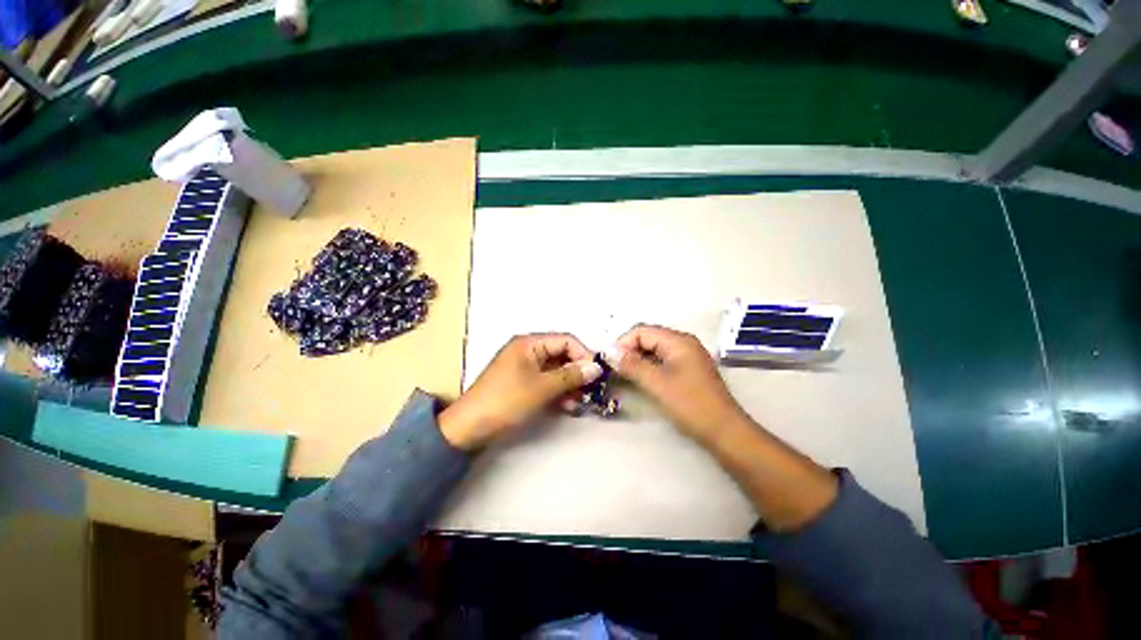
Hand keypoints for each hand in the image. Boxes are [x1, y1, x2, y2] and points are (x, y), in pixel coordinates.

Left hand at [439, 333, 602, 449]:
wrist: (470, 427)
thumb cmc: (507, 400)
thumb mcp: (542, 387)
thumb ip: (571, 376)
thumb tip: (596, 367)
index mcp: (530, 343)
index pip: (566, 340)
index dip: (583, 354)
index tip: (597, 374)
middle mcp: (529, 351)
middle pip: (562, 355)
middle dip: (578, 372)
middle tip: (592, 391)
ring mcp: (526, 367)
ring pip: (557, 370)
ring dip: (570, 384)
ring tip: (580, 402)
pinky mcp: (524, 383)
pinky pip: (547, 382)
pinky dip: (559, 392)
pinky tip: (568, 406)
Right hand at [604, 324, 747, 444]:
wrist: (724, 432)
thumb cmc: (691, 404)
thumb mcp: (657, 383)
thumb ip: (632, 365)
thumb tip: (609, 351)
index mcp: (678, 340)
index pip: (642, 331)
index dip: (623, 343)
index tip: (610, 362)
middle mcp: (683, 343)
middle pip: (648, 338)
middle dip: (629, 350)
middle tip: (615, 369)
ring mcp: (687, 356)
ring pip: (653, 350)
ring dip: (637, 359)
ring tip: (624, 374)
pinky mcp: (687, 370)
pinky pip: (661, 361)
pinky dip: (648, 366)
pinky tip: (640, 378)